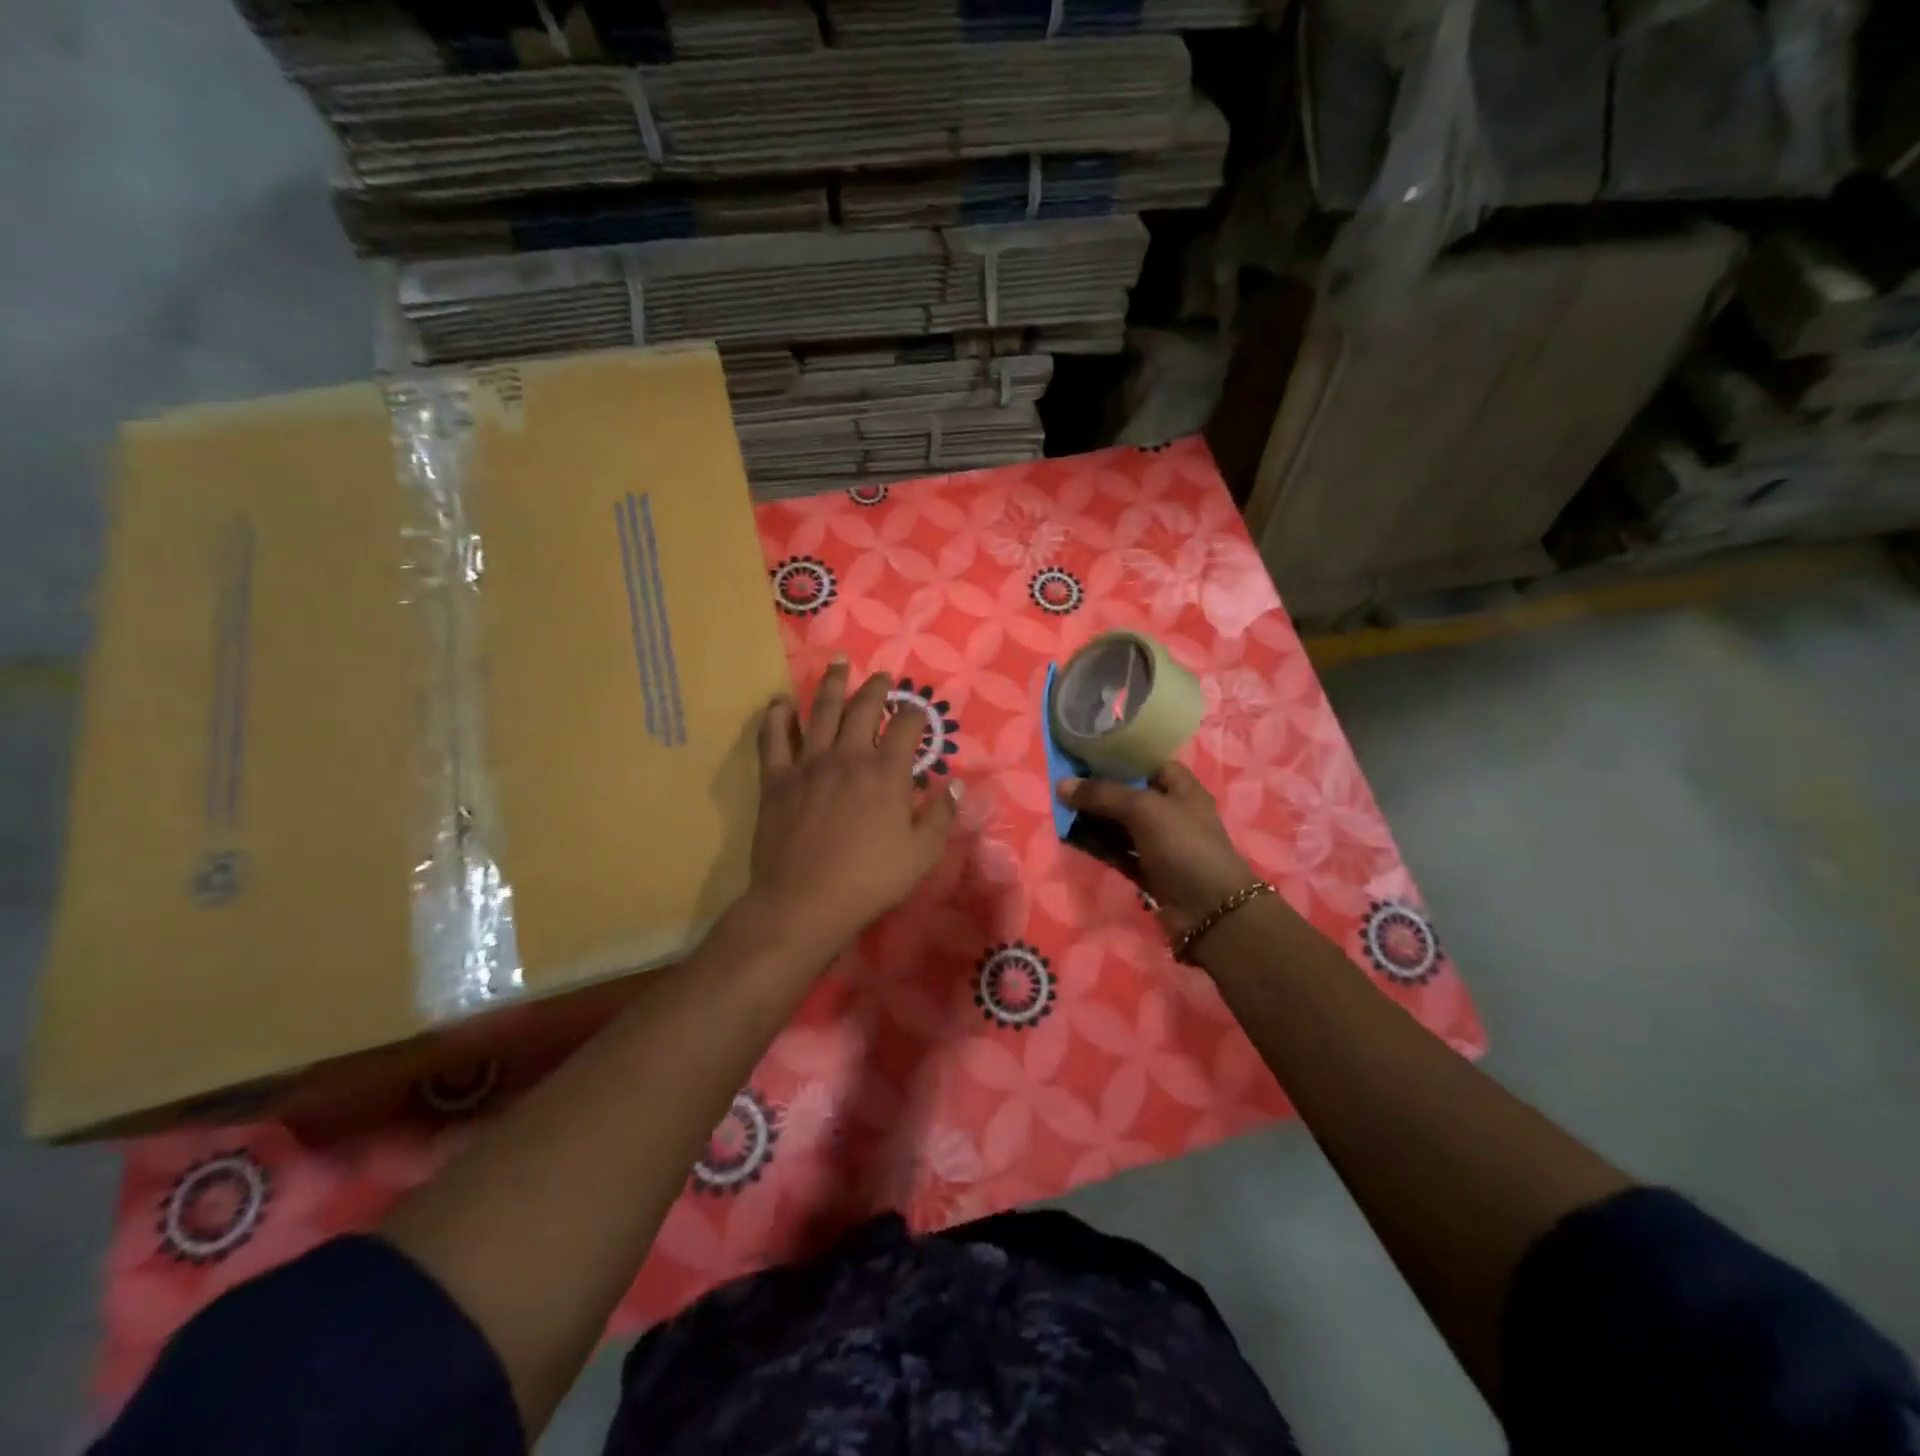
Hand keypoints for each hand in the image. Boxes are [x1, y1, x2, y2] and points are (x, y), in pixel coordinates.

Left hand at [736, 661, 959, 966]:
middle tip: (883, 676)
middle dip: (877, 688)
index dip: (917, 714)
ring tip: (838, 665)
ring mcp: (808, 764)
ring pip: (820, 712)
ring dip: (832, 685)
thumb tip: (957, 785)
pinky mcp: (777, 780)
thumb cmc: (869, 880)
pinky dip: (776, 718)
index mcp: (886, 772)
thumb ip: (941, 815)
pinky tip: (780, 703)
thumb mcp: (921, 854)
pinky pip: (773, 739)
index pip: (906, 728)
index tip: (920, 710)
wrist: (804, 901)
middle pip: (863, 709)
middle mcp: (848, 757)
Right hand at [1056, 764, 1255, 937]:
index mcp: (1180, 787)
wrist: (1210, 912)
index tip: (1082, 752)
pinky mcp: (1146, 868)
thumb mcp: (1144, 810)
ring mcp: (1158, 842)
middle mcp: (1169, 811)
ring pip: (1118, 822)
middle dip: (1097, 788)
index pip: (1145, 761)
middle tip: (1062, 781)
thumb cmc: (1184, 847)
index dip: (1116, 755)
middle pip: (1127, 792)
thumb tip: (1061, 785)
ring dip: (1092, 818)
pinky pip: (1116, 849)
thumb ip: (1103, 794)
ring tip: (1059, 808)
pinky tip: (1070, 837)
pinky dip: (1096, 844)